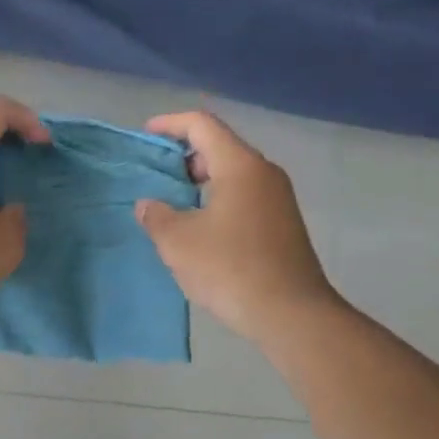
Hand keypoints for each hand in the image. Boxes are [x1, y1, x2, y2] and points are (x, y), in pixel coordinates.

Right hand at [135, 111, 338, 341]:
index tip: (146, 135)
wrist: (292, 314)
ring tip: (173, 205)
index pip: (202, 125)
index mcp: (240, 166)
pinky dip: (218, 200)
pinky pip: (244, 197)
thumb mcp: (179, 242)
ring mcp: (278, 199)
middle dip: (184, 156)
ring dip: (201, 182)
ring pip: (233, 174)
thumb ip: (156, 216)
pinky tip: (201, 229)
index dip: (170, 124)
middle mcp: (264, 173)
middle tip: (157, 176)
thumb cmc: (231, 269)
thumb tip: (149, 205)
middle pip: (220, 147)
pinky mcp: (283, 224)